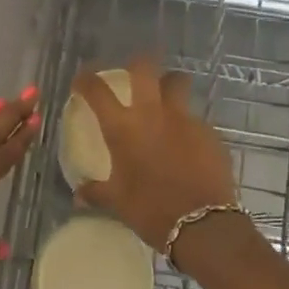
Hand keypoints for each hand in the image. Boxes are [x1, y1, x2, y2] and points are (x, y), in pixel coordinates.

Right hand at [72, 56, 237, 251]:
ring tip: (167, 97)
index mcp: (123, 128)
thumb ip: (97, 192)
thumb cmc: (151, 210)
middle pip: (145, 67)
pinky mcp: (209, 131)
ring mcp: (184, 118)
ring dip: (170, 84)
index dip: (86, 79)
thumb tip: (79, 194)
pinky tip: (188, 143)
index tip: (82, 80)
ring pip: (178, 83)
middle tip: (134, 75)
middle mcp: (152, 113)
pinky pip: (195, 117)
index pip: (97, 90)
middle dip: (137, 64)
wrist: (202, 224)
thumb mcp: (118, 202)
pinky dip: (187, 123)